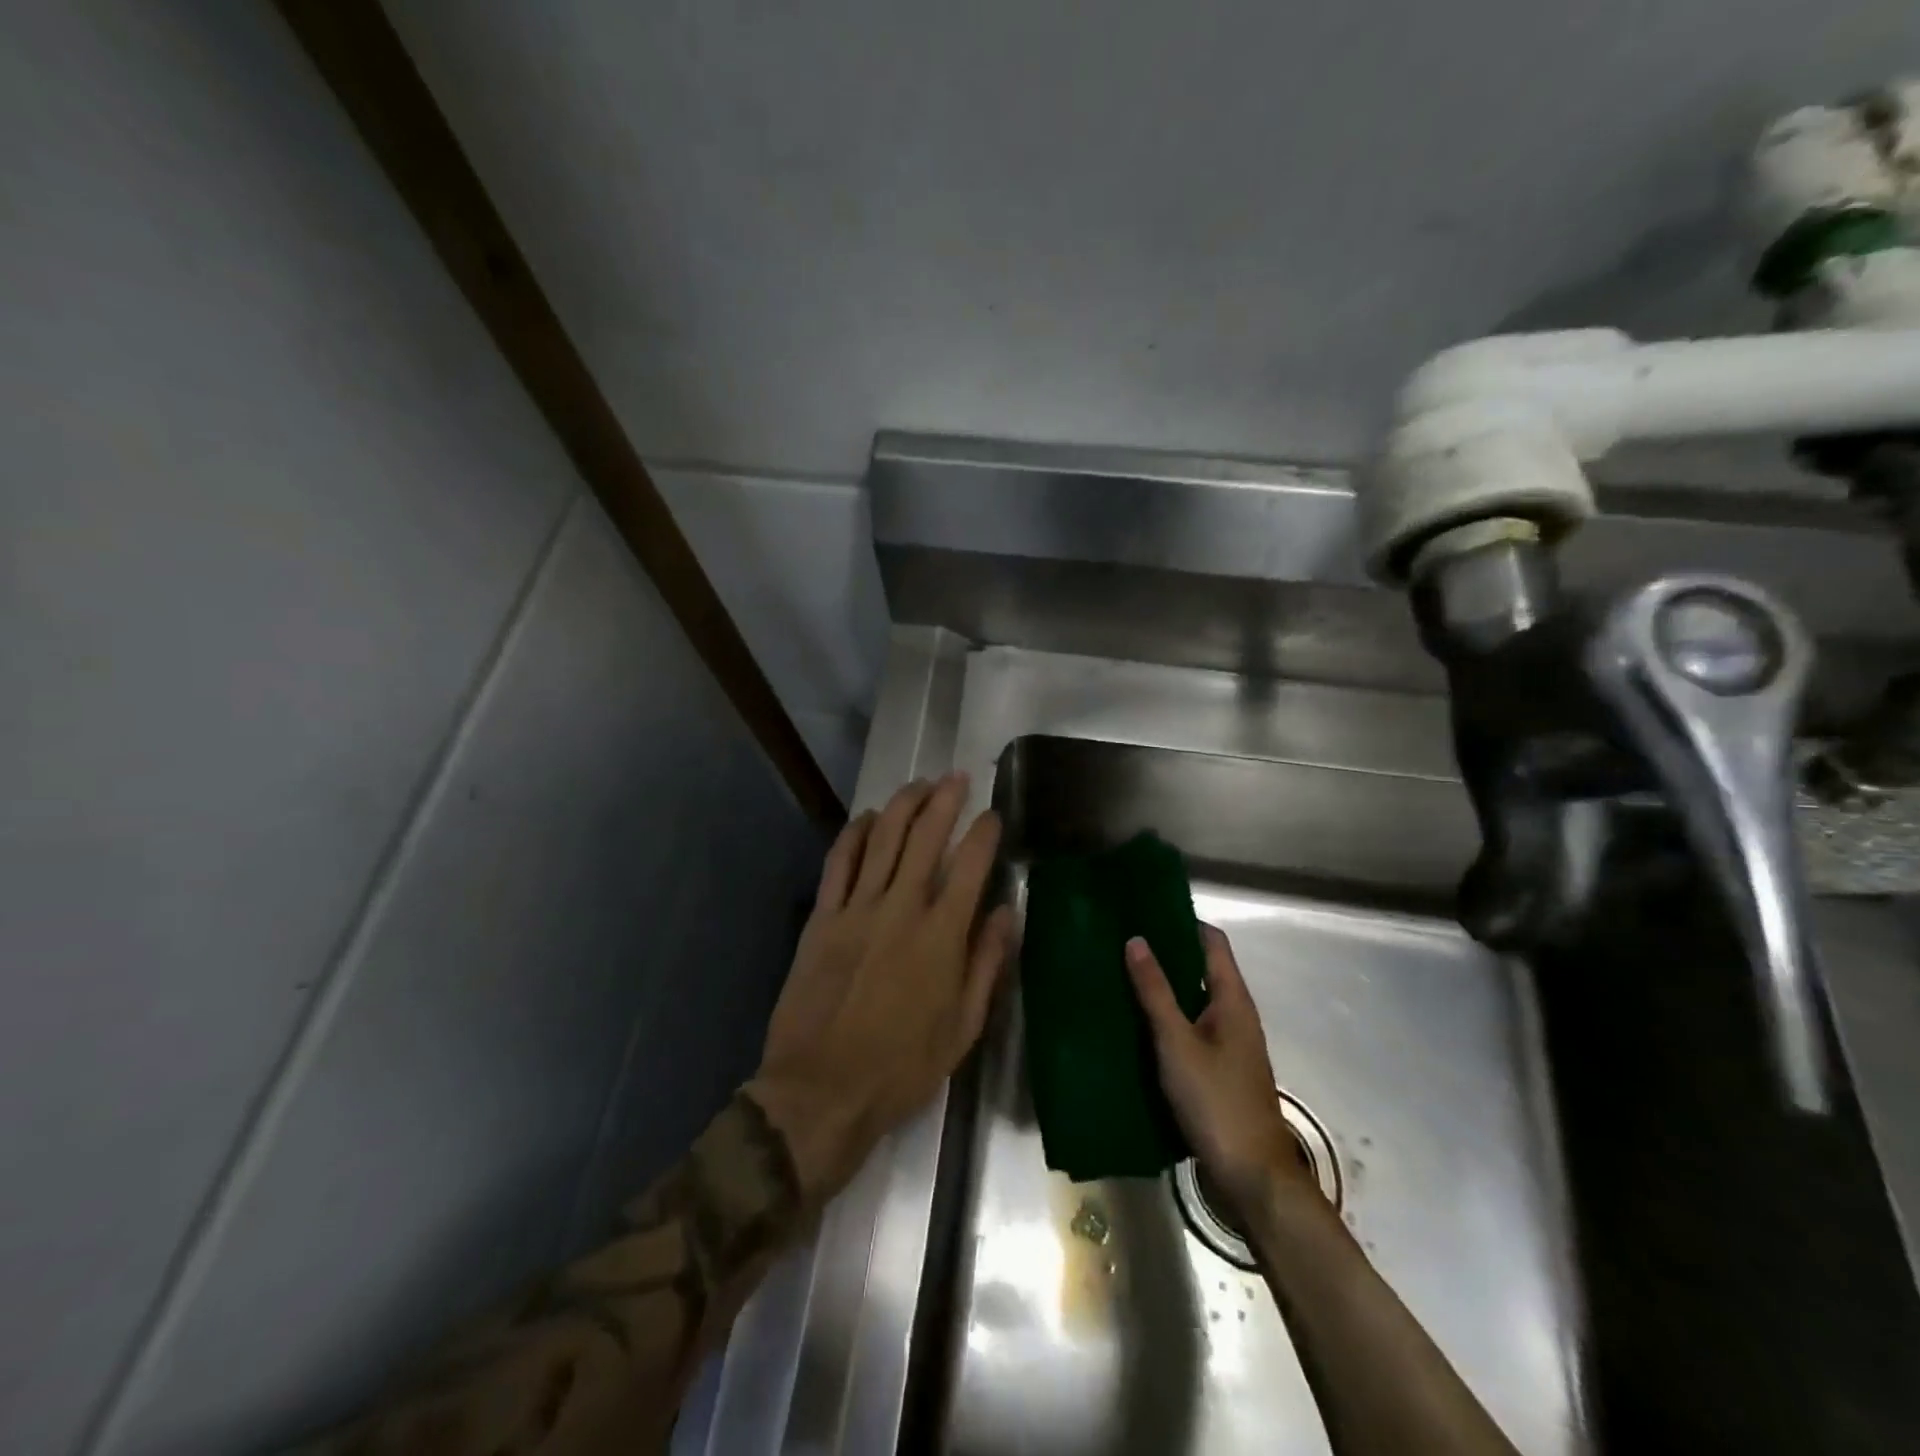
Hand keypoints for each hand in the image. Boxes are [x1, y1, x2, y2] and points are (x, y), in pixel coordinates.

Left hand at [748, 773, 1015, 1204]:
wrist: (821, 1091)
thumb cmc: (902, 1068)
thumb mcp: (963, 1028)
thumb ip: (986, 964)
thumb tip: (1005, 913)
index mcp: (941, 936)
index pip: (970, 866)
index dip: (984, 833)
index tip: (993, 815)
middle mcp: (901, 909)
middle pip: (925, 837)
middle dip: (944, 800)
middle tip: (956, 778)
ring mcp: (857, 909)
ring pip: (883, 839)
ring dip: (903, 805)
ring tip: (919, 784)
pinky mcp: (823, 918)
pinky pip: (839, 862)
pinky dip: (855, 833)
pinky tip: (868, 817)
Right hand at [1126, 925, 1314, 1221]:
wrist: (1251, 1177)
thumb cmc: (1216, 1101)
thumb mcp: (1177, 1043)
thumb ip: (1155, 992)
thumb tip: (1136, 939)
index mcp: (1233, 1000)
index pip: (1212, 942)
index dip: (1182, 921)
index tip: (1144, 910)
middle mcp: (1235, 1015)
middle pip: (1202, 969)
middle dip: (1166, 953)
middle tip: (1121, 942)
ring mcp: (1228, 1045)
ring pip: (1193, 1001)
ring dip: (1163, 988)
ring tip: (1119, 976)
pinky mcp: (1218, 1070)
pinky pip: (1189, 1029)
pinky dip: (1165, 1019)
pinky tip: (1135, 1025)